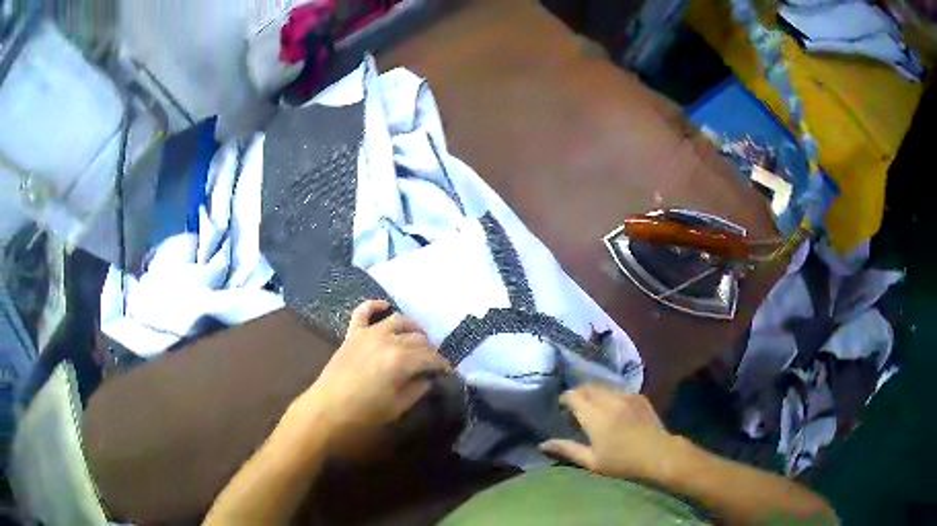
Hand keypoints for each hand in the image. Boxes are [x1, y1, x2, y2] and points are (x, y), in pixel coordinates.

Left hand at [286, 300, 451, 457]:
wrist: (326, 410)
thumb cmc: (364, 414)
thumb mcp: (398, 406)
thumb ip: (418, 388)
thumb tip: (428, 378)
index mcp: (402, 360)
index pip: (432, 357)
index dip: (444, 365)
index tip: (449, 374)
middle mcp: (388, 340)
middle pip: (419, 339)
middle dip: (431, 351)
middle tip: (433, 363)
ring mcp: (368, 333)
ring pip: (399, 320)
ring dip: (413, 328)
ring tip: (419, 340)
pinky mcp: (352, 334)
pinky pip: (364, 311)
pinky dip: (375, 306)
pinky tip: (385, 307)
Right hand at [540, 384, 680, 481]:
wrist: (658, 454)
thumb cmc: (622, 462)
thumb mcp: (591, 461)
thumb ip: (567, 450)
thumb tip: (543, 444)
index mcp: (595, 416)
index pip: (574, 396)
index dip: (565, 399)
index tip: (562, 408)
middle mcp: (609, 400)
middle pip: (587, 387)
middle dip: (578, 394)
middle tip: (575, 409)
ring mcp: (626, 396)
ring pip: (603, 387)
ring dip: (594, 393)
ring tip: (593, 408)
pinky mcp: (639, 396)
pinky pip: (618, 389)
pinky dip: (610, 395)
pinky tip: (612, 408)